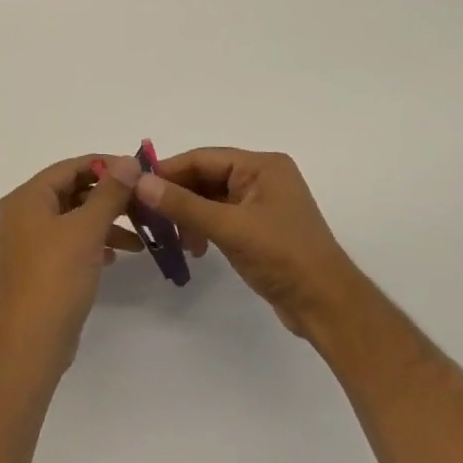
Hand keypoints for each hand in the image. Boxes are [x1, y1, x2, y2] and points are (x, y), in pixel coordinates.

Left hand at [0, 155, 141, 361]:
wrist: (32, 338)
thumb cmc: (57, 275)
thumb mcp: (87, 229)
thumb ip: (110, 192)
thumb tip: (128, 161)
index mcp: (27, 198)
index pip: (68, 168)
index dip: (104, 165)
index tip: (137, 170)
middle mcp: (22, 216)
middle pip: (70, 193)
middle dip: (108, 198)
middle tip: (142, 203)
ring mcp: (28, 244)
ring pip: (72, 220)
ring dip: (104, 224)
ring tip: (138, 238)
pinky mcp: (38, 268)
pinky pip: (68, 244)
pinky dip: (92, 244)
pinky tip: (116, 257)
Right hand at [134, 148, 368, 339]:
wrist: (326, 305)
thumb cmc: (282, 257)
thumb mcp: (229, 228)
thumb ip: (183, 205)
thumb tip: (140, 183)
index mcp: (262, 166)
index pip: (202, 158)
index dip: (168, 171)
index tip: (136, 188)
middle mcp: (262, 177)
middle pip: (205, 177)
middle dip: (177, 196)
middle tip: (148, 217)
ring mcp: (261, 203)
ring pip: (210, 199)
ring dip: (188, 215)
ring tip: (175, 240)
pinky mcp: (258, 227)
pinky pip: (220, 217)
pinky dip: (202, 228)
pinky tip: (195, 248)